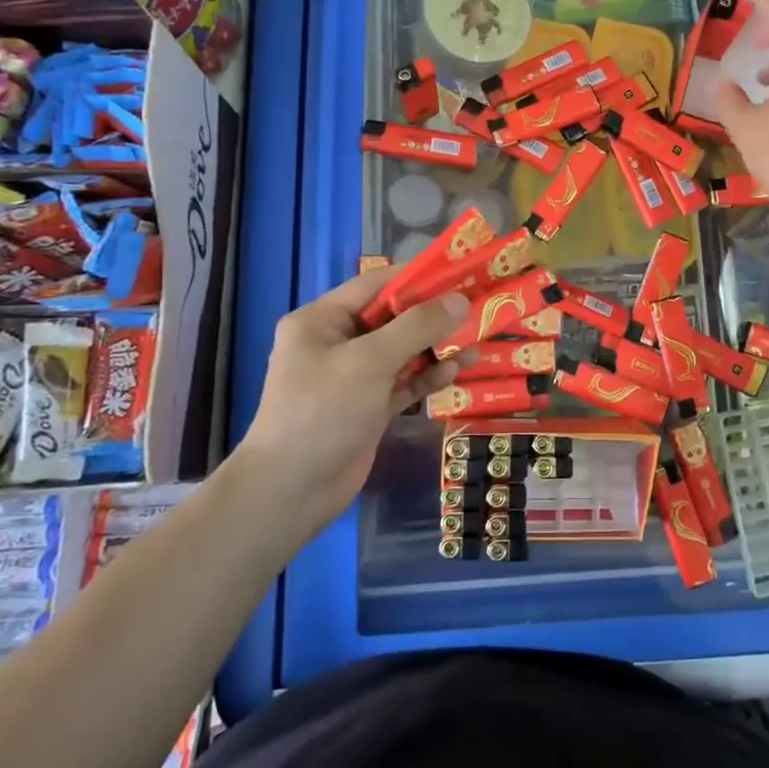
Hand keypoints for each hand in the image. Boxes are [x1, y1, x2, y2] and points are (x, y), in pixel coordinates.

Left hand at [241, 269, 468, 529]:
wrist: (291, 492)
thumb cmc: (323, 412)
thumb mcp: (370, 361)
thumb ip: (416, 327)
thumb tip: (459, 300)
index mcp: (322, 320)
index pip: (375, 285)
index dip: (417, 278)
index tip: (459, 275)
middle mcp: (337, 342)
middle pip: (393, 318)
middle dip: (433, 315)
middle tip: (477, 308)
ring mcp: (353, 377)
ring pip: (402, 351)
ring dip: (436, 347)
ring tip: (477, 340)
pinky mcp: (368, 407)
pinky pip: (403, 382)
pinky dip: (428, 376)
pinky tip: (457, 370)